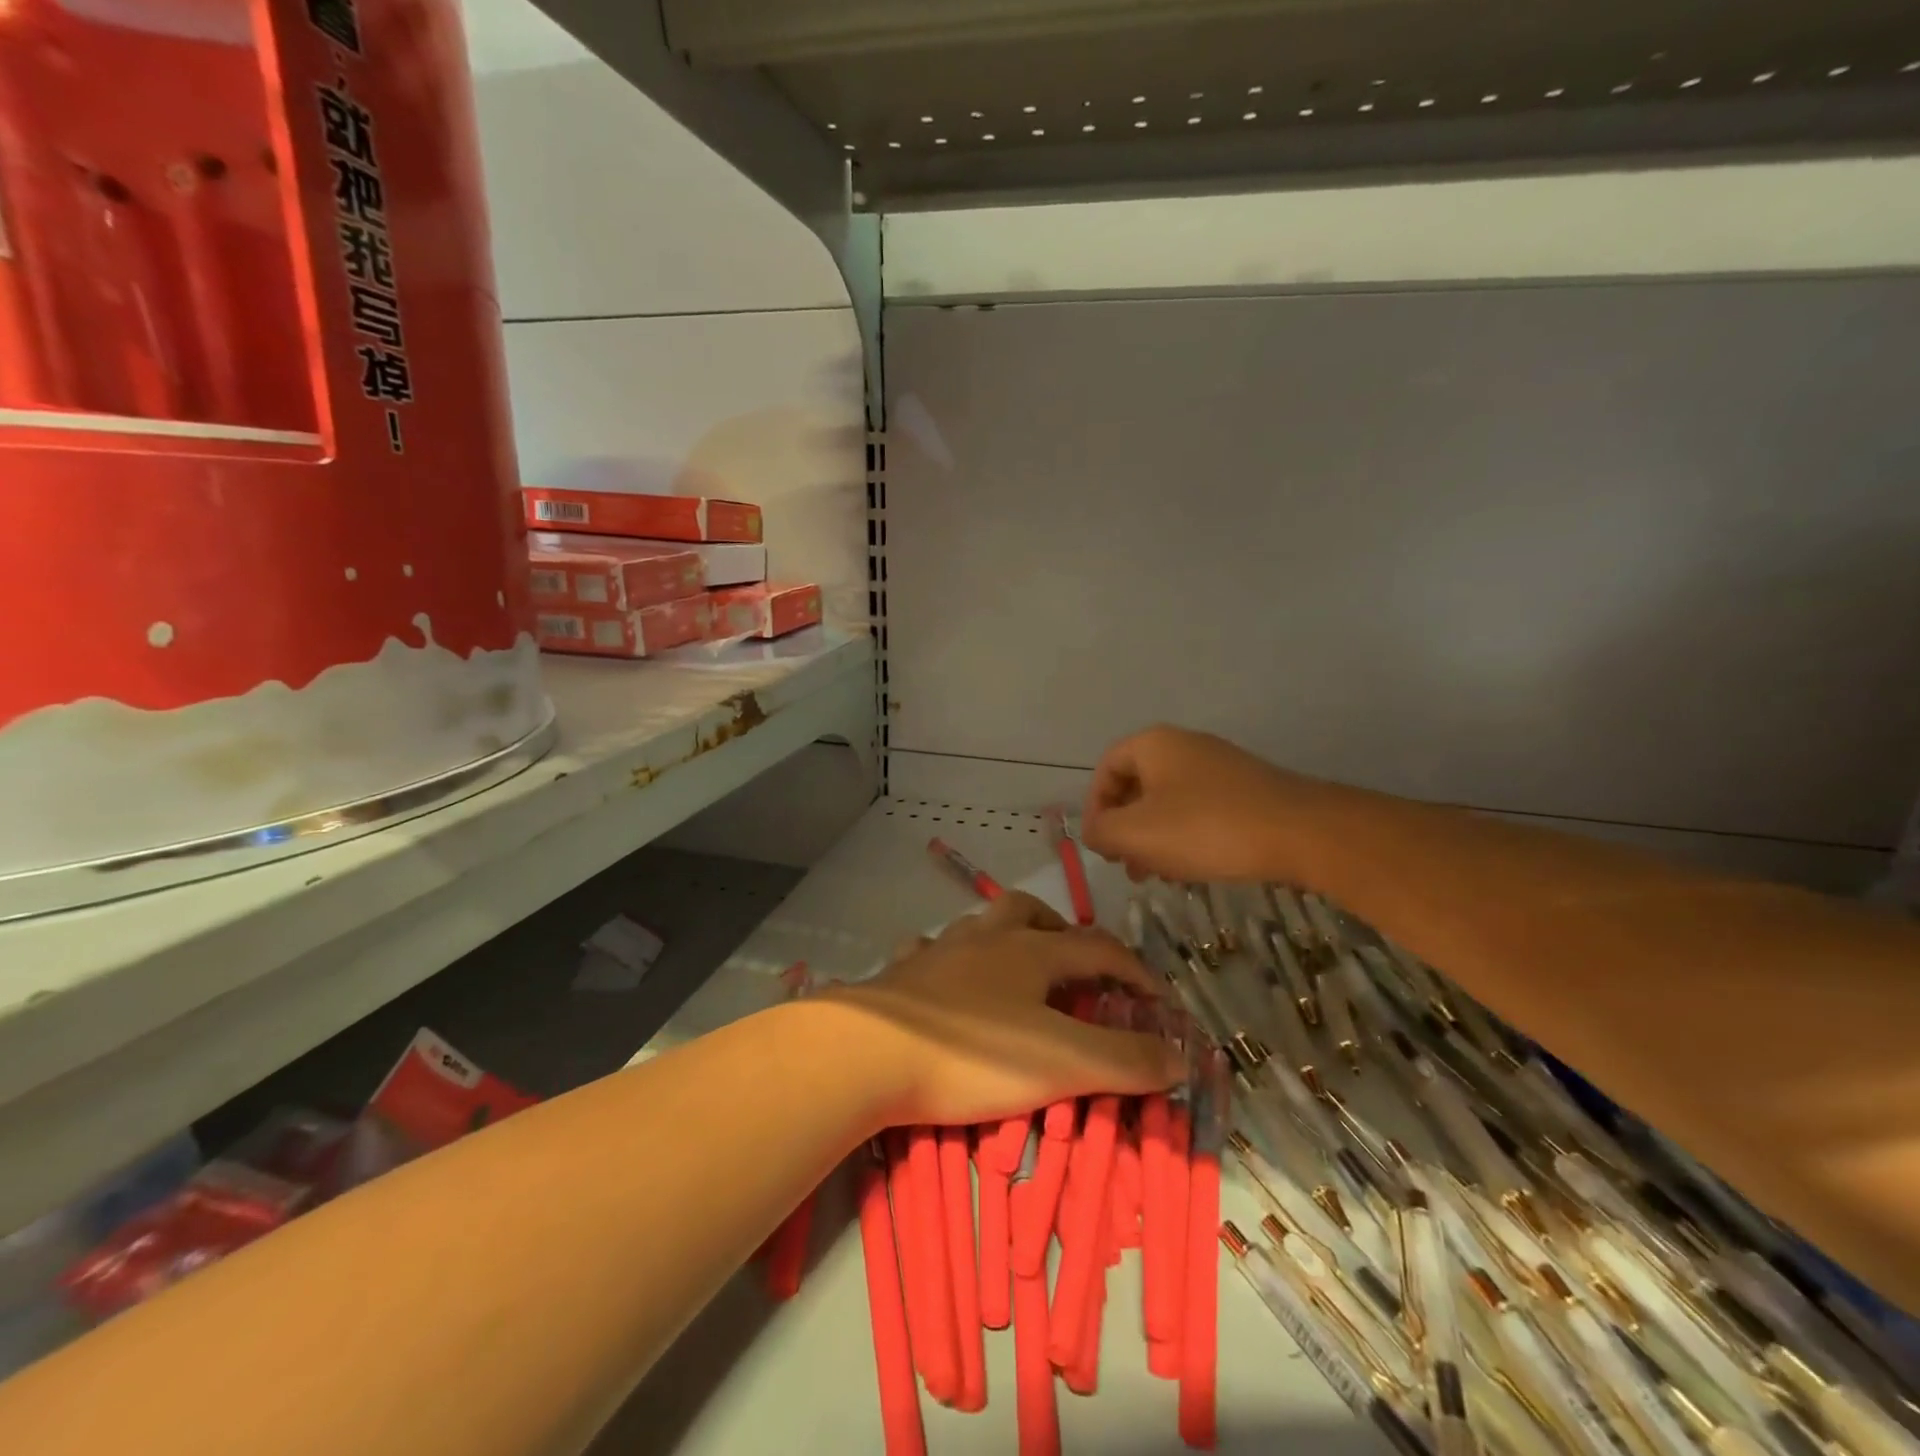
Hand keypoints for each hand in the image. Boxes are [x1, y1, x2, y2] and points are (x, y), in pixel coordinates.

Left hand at [831, 891, 1183, 1126]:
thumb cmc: (972, 1052)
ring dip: (1006, 936)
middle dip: (1062, 932)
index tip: (1158, 1000)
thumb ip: (1124, 1060)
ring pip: (981, 922)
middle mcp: (986, 937)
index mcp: (1031, 951)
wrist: (869, 1051)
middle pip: (1032, 912)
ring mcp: (939, 950)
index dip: (1135, 970)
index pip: (1098, 948)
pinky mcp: (902, 972)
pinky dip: (946, 957)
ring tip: (1016, 968)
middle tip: (1076, 966)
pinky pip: (928, 948)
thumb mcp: (1061, 1062)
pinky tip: (945, 978)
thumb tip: (1180, 1056)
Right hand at [1082, 724, 1308, 884]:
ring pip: (1168, 802)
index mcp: (1154, 745)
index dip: (1094, 807)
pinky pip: (1200, 811)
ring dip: (1153, 838)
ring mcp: (1220, 767)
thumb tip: (1094, 832)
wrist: (1301, 833)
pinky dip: (1185, 838)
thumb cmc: (1206, 828)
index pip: (1106, 768)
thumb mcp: (1136, 834)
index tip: (1099, 844)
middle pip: (1137, 786)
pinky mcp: (1246, 791)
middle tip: (1126, 866)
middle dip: (1125, 828)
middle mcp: (1185, 746)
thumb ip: (1101, 831)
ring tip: (1156, 875)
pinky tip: (1192, 869)